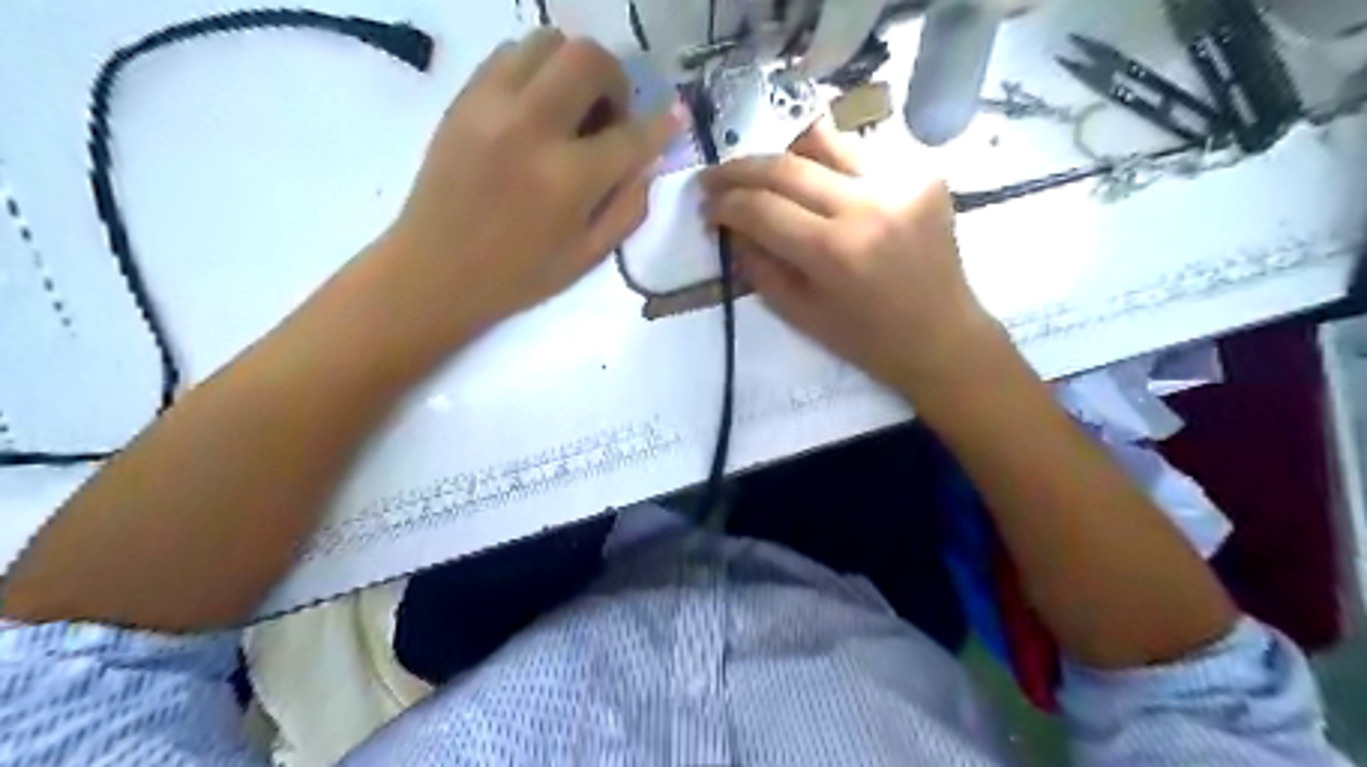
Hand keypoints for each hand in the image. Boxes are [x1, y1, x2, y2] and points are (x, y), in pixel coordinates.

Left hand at [375, 27, 678, 344]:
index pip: (631, 135)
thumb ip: (628, 206)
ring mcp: (490, 105)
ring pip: (547, 42)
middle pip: (588, 59)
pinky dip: (536, 71)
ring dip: (573, 69)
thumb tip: (647, 162)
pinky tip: (536, 109)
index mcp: (567, 180)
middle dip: (615, 81)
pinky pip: (509, 54)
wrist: (434, 272)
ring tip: (571, 109)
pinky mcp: (463, 99)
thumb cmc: (519, 275)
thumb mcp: (588, 255)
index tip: (675, 115)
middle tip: (609, 116)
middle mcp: (531, 128)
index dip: (662, 125)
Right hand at [704, 120, 999, 395]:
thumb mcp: (800, 314)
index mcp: (836, 252)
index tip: (706, 208)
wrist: (943, 336)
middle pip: (786, 165)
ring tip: (765, 175)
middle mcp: (869, 204)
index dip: (724, 203)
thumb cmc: (867, 340)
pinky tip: (820, 186)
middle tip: (714, 178)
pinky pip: (860, 153)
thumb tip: (731, 225)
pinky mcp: (924, 172)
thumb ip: (758, 265)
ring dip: (783, 155)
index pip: (761, 207)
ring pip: (824, 141)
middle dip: (739, 170)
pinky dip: (829, 165)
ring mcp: (902, 180)